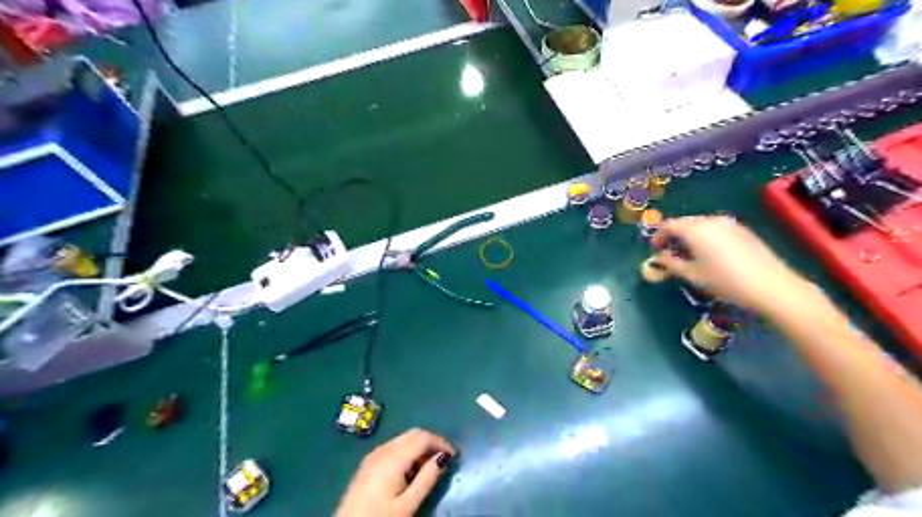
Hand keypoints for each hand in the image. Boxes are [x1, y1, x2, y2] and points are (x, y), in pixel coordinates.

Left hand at [335, 428, 455, 516]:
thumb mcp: (408, 504)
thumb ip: (427, 478)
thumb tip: (444, 457)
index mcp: (394, 457)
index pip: (423, 436)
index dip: (441, 442)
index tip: (454, 456)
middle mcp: (383, 449)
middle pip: (413, 433)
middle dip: (431, 442)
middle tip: (444, 461)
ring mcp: (374, 454)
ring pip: (404, 438)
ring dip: (419, 447)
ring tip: (429, 468)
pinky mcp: (368, 462)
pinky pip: (394, 447)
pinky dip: (408, 452)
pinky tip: (410, 471)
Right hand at [648, 215, 811, 315]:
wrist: (771, 286)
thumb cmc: (725, 281)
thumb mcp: (693, 275)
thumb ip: (671, 264)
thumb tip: (657, 259)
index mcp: (694, 229)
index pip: (668, 225)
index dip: (658, 236)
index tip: (655, 250)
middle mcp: (710, 220)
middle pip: (685, 222)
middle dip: (674, 235)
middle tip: (670, 253)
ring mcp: (729, 223)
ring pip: (701, 225)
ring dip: (690, 236)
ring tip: (690, 254)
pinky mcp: (743, 230)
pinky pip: (717, 228)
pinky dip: (707, 237)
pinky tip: (710, 254)